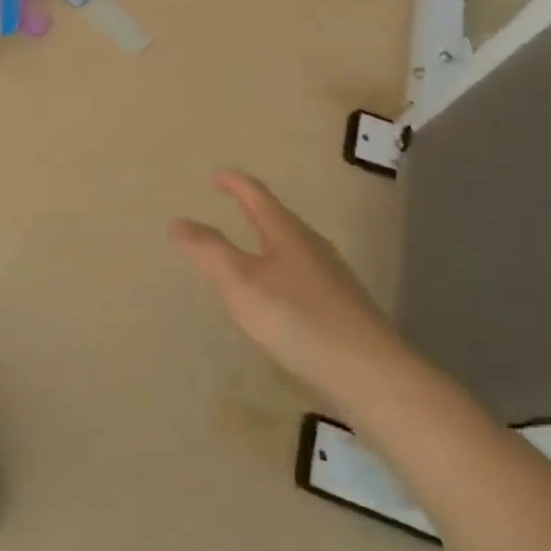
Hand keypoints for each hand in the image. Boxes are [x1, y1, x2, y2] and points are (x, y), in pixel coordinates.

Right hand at [172, 171, 412, 410]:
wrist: (372, 374)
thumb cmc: (298, 319)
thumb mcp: (240, 283)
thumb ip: (208, 251)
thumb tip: (178, 221)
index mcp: (286, 232)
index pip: (256, 196)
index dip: (234, 183)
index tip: (216, 177)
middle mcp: (312, 246)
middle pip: (279, 218)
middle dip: (253, 210)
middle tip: (231, 207)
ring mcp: (332, 276)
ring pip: (293, 247)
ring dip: (269, 242)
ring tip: (249, 251)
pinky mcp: (343, 307)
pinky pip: (304, 275)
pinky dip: (282, 272)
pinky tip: (279, 297)